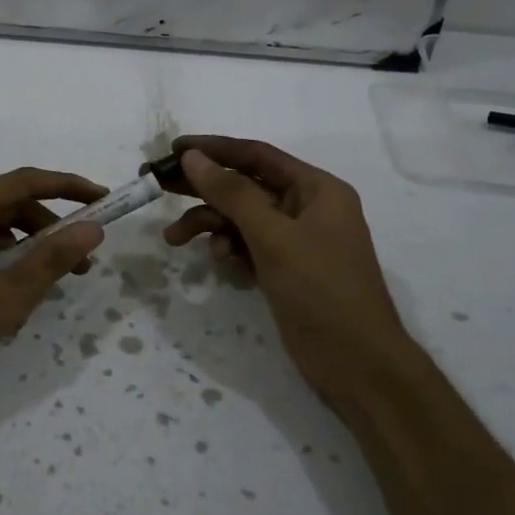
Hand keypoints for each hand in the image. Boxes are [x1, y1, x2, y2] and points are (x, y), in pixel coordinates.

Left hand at [0, 167, 105, 424]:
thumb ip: (50, 261)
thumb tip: (92, 229)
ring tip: (46, 295)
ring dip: (24, 258)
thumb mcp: (3, 300)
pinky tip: (10, 312)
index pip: (25, 182)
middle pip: (8, 208)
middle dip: (49, 232)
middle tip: (82, 264)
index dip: (69, 187)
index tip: (105, 201)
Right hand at [158, 136, 413, 391]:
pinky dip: (228, 247)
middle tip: (158, 185)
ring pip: (242, 218)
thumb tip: (193, 157)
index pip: (257, 156)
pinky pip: (248, 245)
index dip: (214, 149)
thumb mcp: (273, 237)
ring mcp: (296, 240)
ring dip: (209, 223)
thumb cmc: (321, 290)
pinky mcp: (285, 269)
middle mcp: (307, 207)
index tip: (172, 149)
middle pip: (245, 185)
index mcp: (317, 189)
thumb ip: (232, 193)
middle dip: (203, 187)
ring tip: (174, 239)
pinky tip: (217, 259)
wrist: (357, 365)